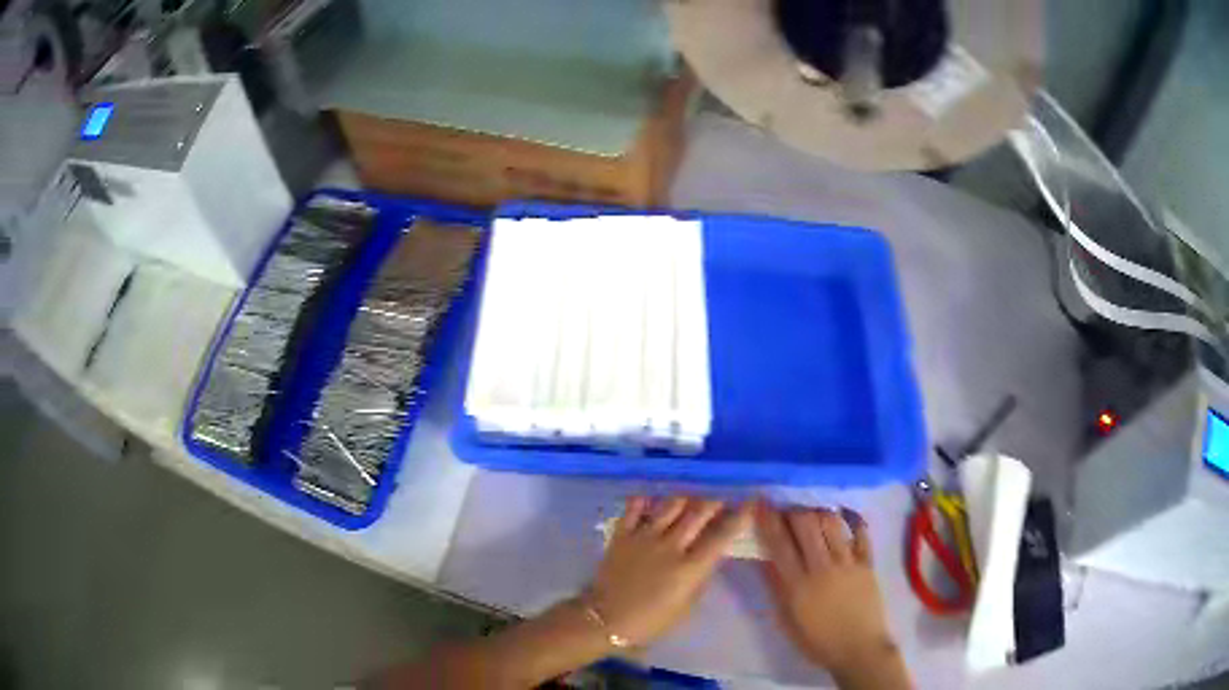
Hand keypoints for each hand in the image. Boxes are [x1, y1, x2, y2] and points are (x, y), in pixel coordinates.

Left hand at [588, 496, 752, 646]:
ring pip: (671, 505)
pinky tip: (652, 502)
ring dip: (685, 499)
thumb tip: (712, 555)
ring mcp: (644, 536)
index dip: (739, 517)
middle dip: (714, 503)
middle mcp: (670, 546)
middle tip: (720, 501)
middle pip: (698, 513)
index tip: (749, 504)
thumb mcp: (687, 604)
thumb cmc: (651, 620)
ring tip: (690, 500)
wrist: (606, 619)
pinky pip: (634, 507)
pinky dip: (646, 501)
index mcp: (690, 567)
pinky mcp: (622, 534)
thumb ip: (701, 576)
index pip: (721, 536)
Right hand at [756, 503, 910, 688]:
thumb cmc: (817, 640)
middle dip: (792, 510)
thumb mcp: (786, 619)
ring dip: (817, 512)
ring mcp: (848, 563)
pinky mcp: (868, 563)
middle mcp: (822, 567)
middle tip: (785, 509)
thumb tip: (764, 558)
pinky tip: (843, 515)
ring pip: (831, 522)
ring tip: (811, 513)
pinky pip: (861, 533)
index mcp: (797, 585)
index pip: (779, 543)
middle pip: (806, 524)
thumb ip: (775, 587)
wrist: (858, 649)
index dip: (767, 520)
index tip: (760, 504)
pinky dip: (851, 519)